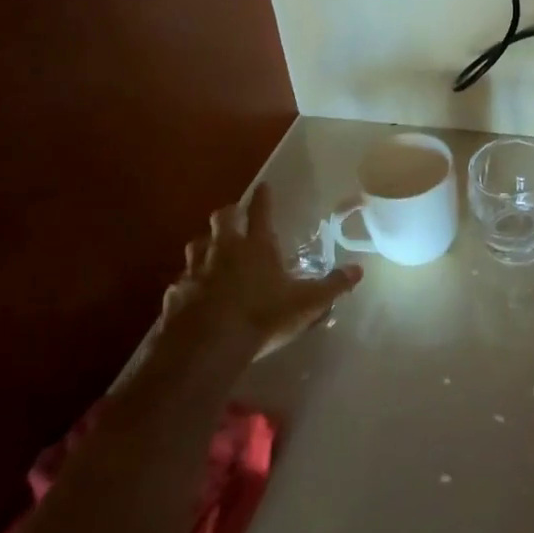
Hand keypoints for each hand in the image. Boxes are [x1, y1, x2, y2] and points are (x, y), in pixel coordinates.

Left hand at [178, 184, 361, 356]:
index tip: (263, 186)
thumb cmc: (262, 317)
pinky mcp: (174, 295)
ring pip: (196, 244)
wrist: (206, 346)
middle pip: (221, 218)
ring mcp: (195, 271)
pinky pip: (181, 281)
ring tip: (211, 251)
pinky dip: (188, 283)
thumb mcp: (307, 304)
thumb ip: (333, 286)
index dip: (263, 198)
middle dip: (229, 214)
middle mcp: (224, 250)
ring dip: (204, 244)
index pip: (261, 212)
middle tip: (234, 217)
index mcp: (257, 246)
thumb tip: (358, 270)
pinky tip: (192, 294)